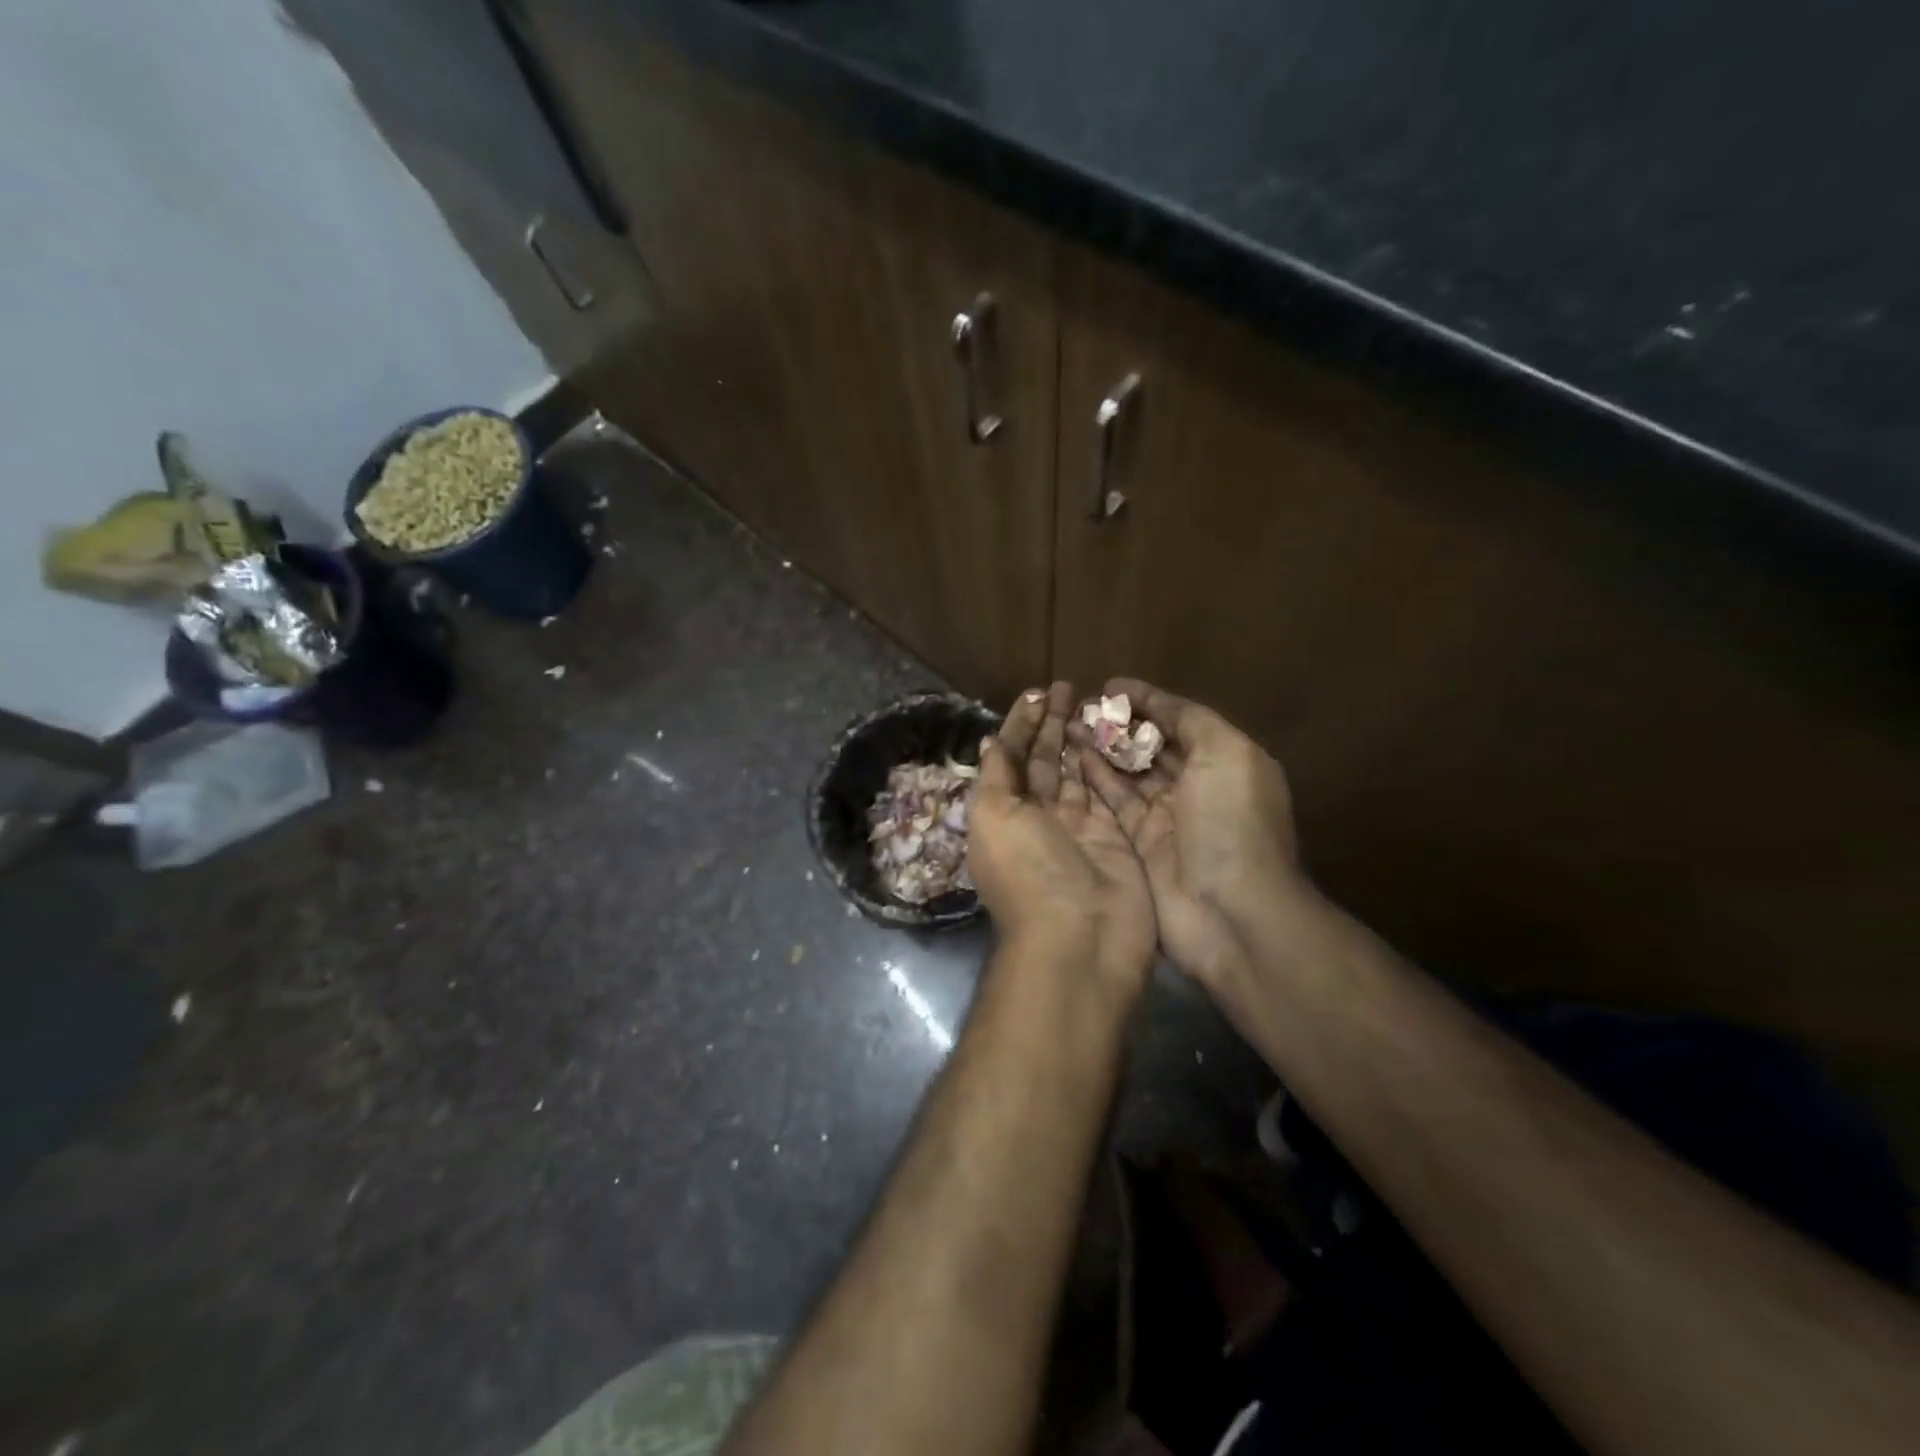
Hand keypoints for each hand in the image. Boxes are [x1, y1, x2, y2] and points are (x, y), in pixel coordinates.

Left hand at [969, 682, 1157, 997]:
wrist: (1081, 937)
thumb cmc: (1028, 871)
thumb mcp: (994, 817)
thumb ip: (996, 776)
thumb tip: (992, 741)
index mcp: (1002, 815)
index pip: (1009, 759)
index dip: (1019, 726)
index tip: (1035, 693)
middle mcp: (1037, 819)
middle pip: (1043, 762)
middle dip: (1049, 725)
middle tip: (1066, 687)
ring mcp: (1078, 828)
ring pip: (1075, 772)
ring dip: (1077, 737)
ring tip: (1088, 701)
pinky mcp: (1114, 836)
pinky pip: (1107, 791)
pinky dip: (1105, 764)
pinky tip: (1109, 735)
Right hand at [1074, 679, 1306, 992]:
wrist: (1230, 912)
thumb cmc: (1231, 822)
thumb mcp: (1226, 754)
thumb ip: (1192, 721)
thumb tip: (1155, 702)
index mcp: (1223, 762)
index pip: (1179, 720)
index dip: (1146, 701)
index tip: (1109, 686)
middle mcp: (1195, 787)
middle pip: (1151, 746)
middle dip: (1119, 724)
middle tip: (1079, 707)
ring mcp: (1166, 818)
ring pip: (1127, 773)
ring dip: (1101, 748)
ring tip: (1068, 727)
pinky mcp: (1139, 844)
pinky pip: (1113, 803)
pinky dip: (1095, 780)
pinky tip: (1072, 759)